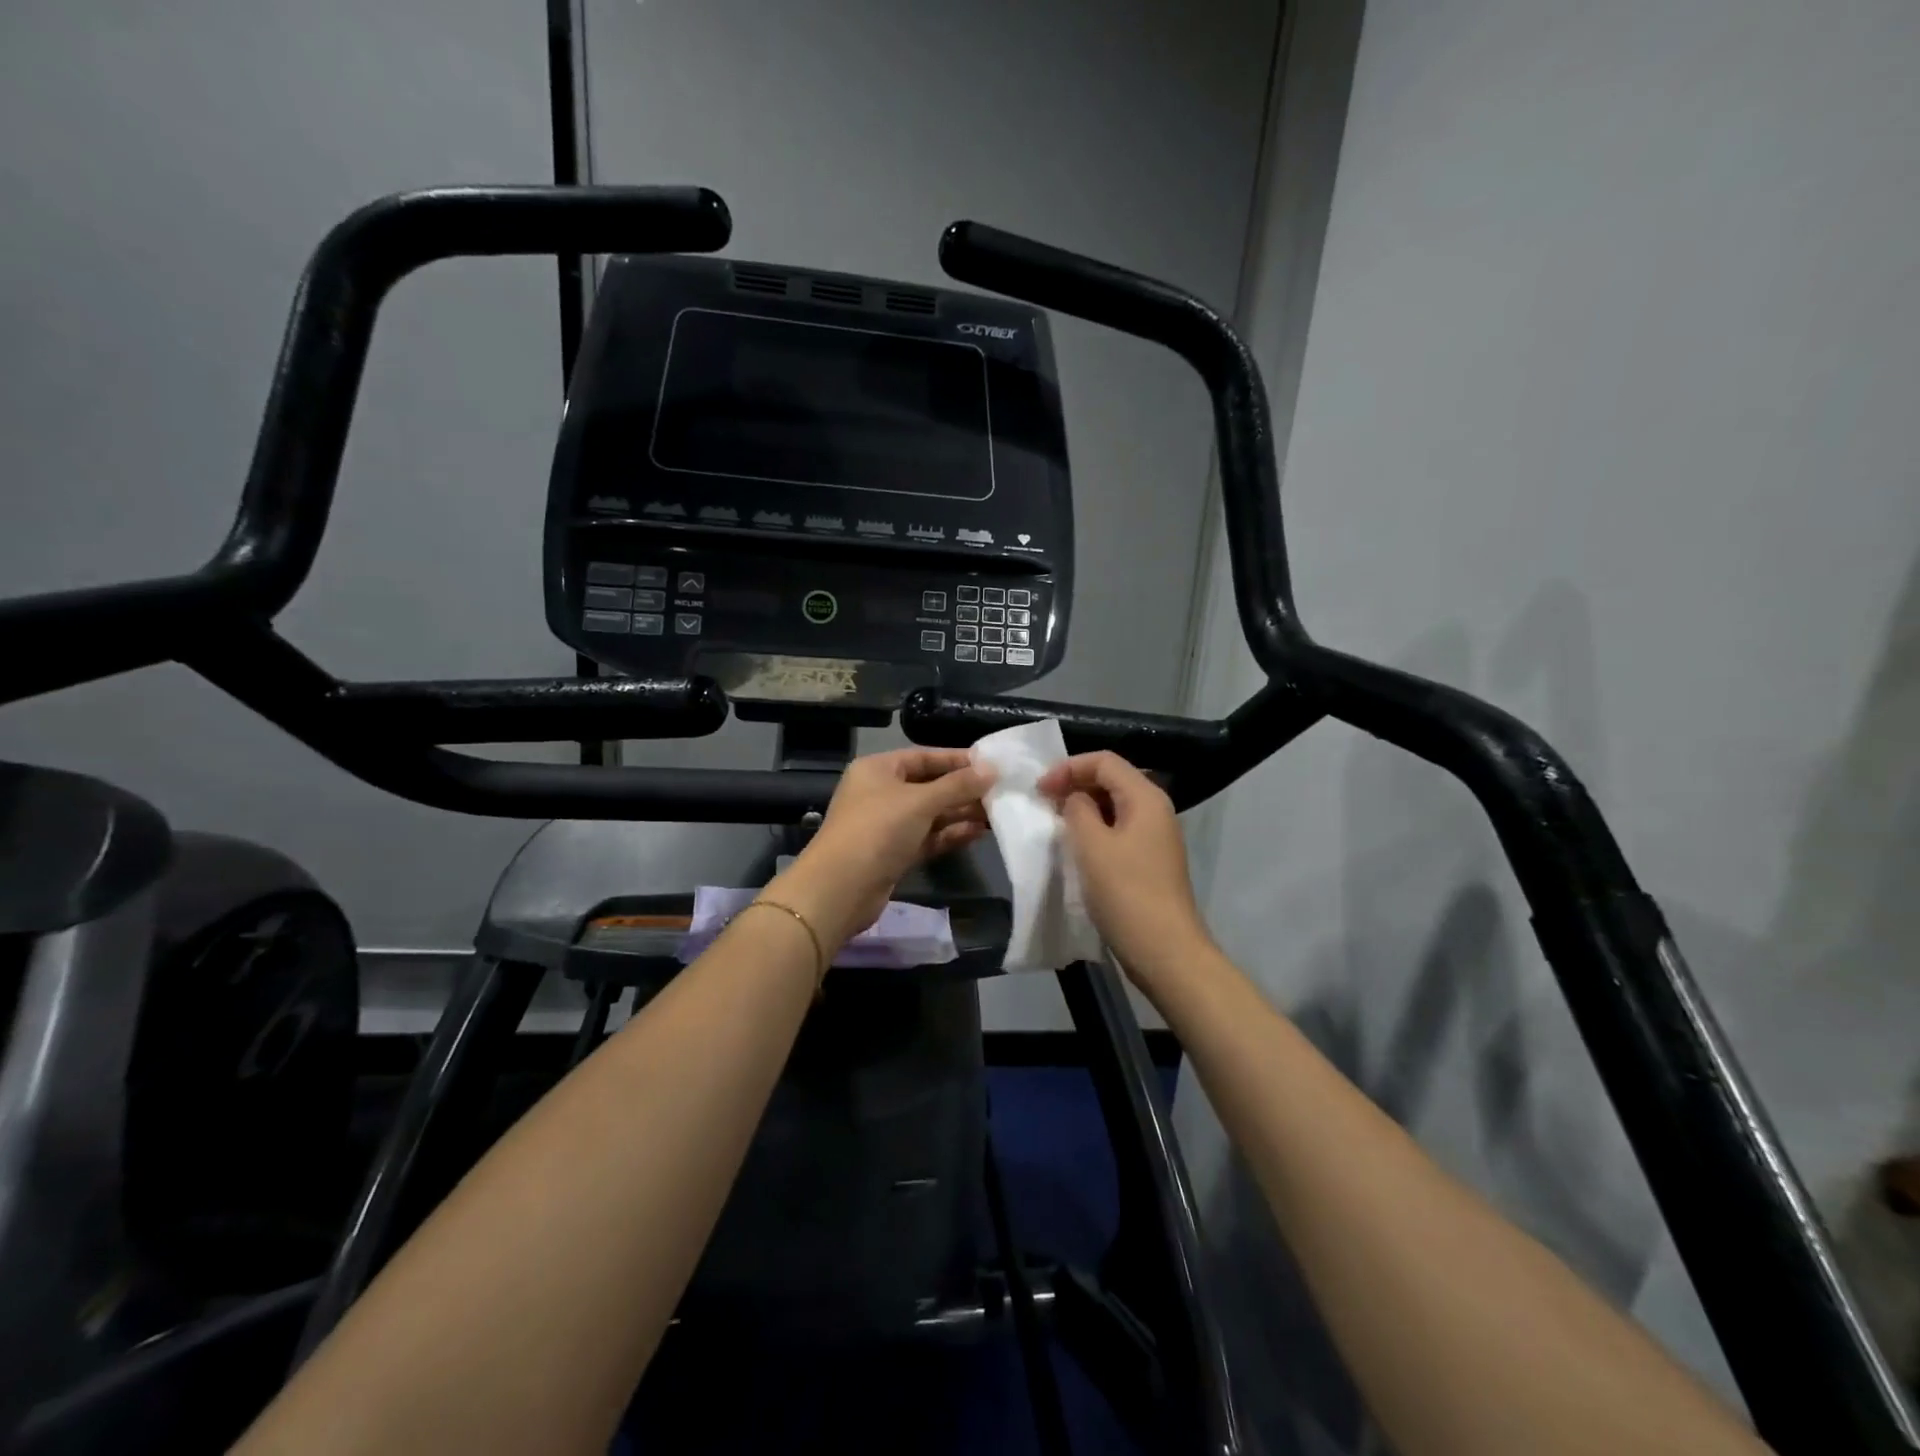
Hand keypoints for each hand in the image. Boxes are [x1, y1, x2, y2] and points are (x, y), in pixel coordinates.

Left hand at [771, 748, 993, 947]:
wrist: (840, 889)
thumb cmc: (877, 830)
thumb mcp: (920, 801)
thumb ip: (957, 785)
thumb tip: (992, 769)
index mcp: (878, 769)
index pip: (924, 756)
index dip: (957, 760)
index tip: (992, 764)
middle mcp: (881, 793)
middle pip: (929, 785)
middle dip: (963, 789)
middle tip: (1001, 791)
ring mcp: (887, 825)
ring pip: (931, 814)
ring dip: (961, 813)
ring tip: (997, 813)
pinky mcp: (894, 853)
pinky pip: (928, 837)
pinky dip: (950, 834)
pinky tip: (979, 833)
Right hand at [1039, 751, 1212, 982]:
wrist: (1165, 950)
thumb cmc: (1126, 893)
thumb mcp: (1092, 845)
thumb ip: (1078, 810)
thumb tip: (1075, 799)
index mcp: (1146, 797)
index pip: (1104, 761)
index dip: (1068, 767)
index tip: (1039, 789)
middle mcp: (1155, 809)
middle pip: (1112, 779)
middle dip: (1075, 784)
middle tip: (1043, 803)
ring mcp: (1155, 836)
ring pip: (1114, 806)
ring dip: (1083, 808)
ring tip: (1055, 823)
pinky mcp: (1149, 861)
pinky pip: (1118, 830)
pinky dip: (1094, 829)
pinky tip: (1075, 847)